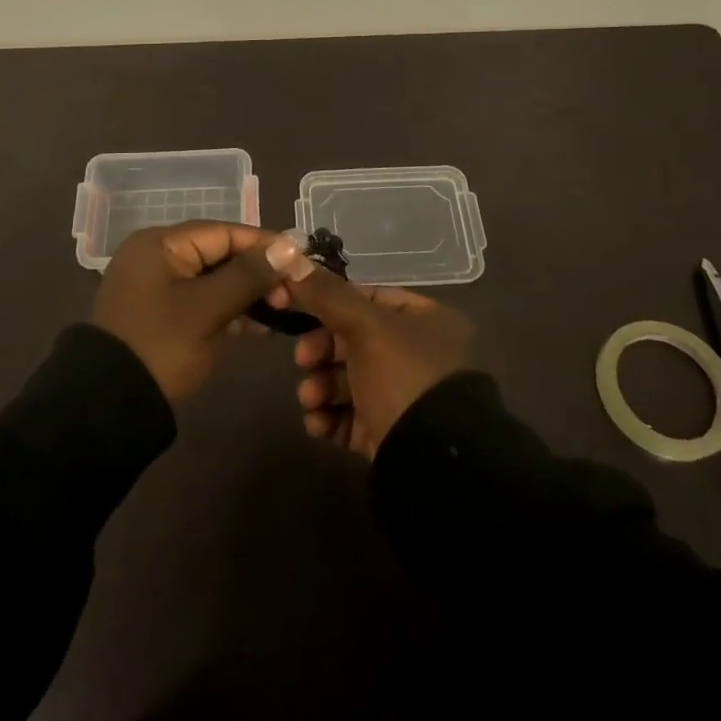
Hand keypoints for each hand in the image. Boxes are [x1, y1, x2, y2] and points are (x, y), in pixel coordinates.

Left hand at [92, 221, 295, 403]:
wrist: (109, 406)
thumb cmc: (161, 346)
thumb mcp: (208, 309)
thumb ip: (249, 275)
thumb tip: (290, 246)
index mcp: (160, 243)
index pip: (224, 232)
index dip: (265, 245)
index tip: (301, 262)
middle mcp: (156, 255)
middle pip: (219, 253)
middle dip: (257, 273)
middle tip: (291, 296)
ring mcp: (156, 284)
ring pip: (213, 278)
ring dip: (246, 294)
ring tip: (280, 313)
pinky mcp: (160, 312)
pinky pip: (201, 299)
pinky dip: (227, 309)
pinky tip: (256, 327)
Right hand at [274, 253, 473, 457]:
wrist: (433, 465)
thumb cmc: (405, 378)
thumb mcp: (365, 327)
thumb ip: (326, 294)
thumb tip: (286, 255)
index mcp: (426, 322)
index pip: (369, 300)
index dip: (330, 304)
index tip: (298, 313)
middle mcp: (420, 356)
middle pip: (355, 342)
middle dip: (321, 353)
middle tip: (303, 362)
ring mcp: (406, 398)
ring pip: (349, 382)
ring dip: (321, 387)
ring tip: (310, 400)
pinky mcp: (392, 436)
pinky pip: (352, 418)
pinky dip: (331, 418)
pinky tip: (318, 425)